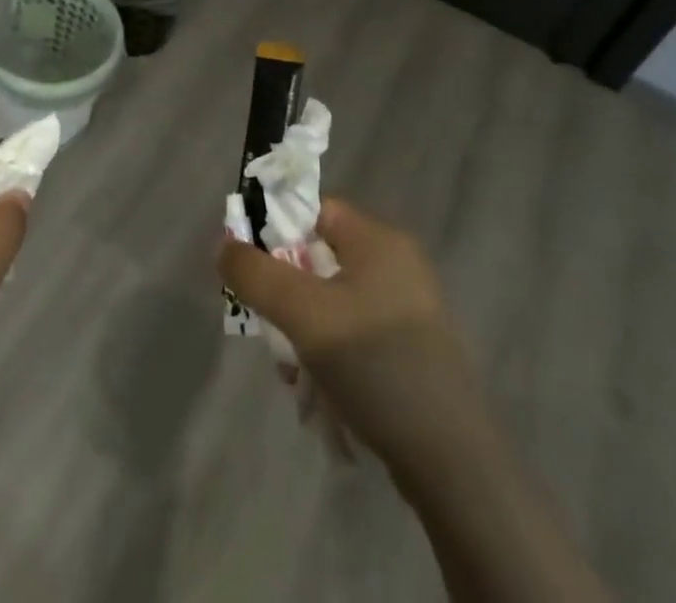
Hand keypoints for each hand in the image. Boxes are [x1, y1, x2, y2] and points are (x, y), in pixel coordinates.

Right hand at [217, 198, 475, 479]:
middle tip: (269, 329)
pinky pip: (354, 332)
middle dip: (285, 294)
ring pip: (331, 301)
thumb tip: (222, 245)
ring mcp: (408, 308)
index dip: (275, 232)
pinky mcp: (412, 349)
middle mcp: (396, 264)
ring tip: (291, 373)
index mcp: (379, 240)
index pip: (312, 210)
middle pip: (317, 257)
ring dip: (302, 331)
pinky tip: (319, 392)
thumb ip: (255, 273)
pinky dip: (329, 353)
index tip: (252, 271)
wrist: (453, 463)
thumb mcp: (303, 314)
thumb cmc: (375, 365)